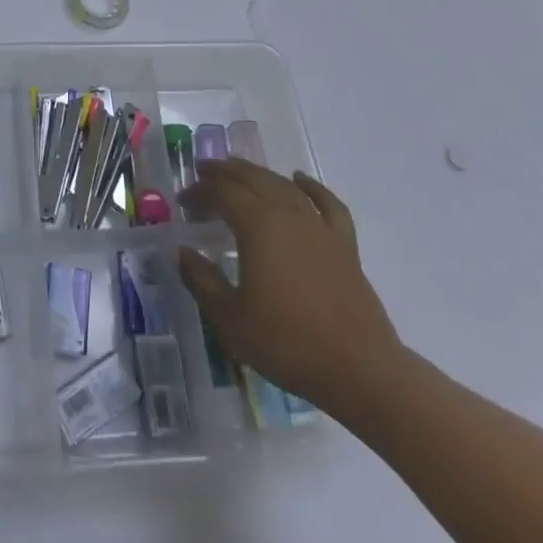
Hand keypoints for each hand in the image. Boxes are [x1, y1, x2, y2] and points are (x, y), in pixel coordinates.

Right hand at [176, 158, 404, 420]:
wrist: (360, 371)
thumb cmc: (287, 343)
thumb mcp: (230, 318)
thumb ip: (202, 280)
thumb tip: (183, 252)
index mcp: (258, 226)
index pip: (222, 193)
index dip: (199, 191)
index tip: (182, 201)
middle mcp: (288, 214)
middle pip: (252, 178)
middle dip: (224, 172)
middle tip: (203, 172)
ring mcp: (320, 227)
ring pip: (284, 185)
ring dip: (258, 174)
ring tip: (239, 173)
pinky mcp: (344, 245)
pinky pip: (327, 204)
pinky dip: (311, 187)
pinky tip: (299, 179)